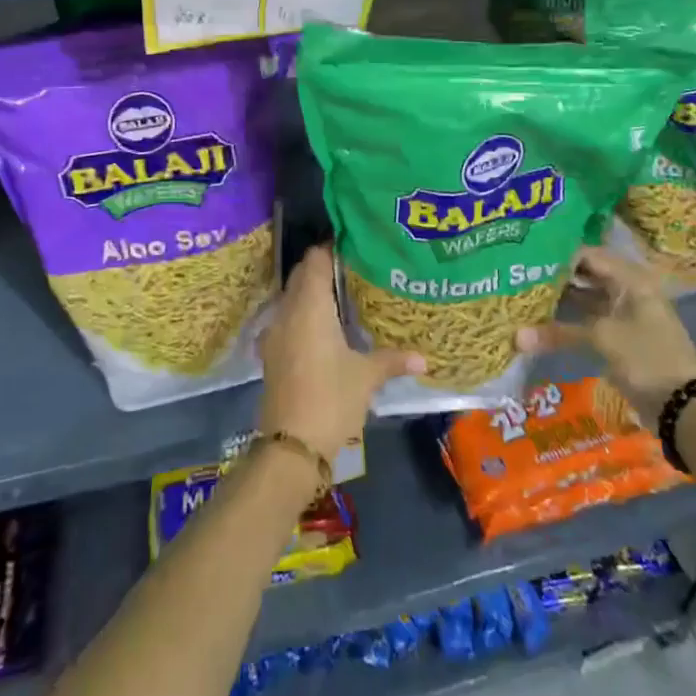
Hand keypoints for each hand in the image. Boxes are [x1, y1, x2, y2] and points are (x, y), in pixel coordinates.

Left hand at [258, 246, 424, 463]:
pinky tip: (325, 330)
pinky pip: (287, 320)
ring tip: (345, 298)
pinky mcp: (271, 354)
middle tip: (356, 271)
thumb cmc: (330, 399)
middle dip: (325, 269)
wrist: (290, 447)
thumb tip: (423, 358)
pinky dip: (304, 316)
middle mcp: (287, 312)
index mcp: (309, 306)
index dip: (333, 249)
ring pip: (293, 298)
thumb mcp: (366, 377)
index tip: (356, 248)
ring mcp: (275, 334)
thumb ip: (393, 360)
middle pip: (302, 276)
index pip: (316, 259)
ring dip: (313, 293)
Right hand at [516, 245, 695, 412]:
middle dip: (555, 276)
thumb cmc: (646, 357)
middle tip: (520, 273)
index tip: (526, 257)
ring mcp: (624, 313)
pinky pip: (588, 319)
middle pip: (586, 274)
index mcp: (631, 278)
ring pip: (586, 297)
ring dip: (560, 298)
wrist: (683, 405)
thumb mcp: (602, 339)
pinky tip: (541, 320)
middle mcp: (628, 289)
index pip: (588, 255)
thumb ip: (558, 332)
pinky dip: (568, 320)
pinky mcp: (619, 335)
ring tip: (524, 293)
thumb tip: (515, 337)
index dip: (558, 255)